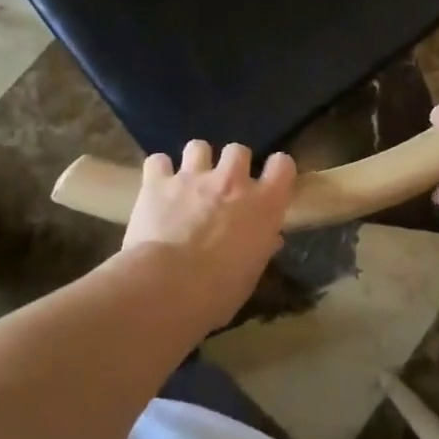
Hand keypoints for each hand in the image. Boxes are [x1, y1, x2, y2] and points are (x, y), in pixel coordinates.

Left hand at [121, 141, 294, 326]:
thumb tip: (270, 238)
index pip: (282, 165)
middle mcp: (231, 181)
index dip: (277, 170)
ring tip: (188, 181)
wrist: (167, 287)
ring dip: (195, 161)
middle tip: (224, 186)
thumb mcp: (250, 275)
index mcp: (263, 204)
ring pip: (198, 146)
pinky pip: (157, 161)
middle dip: (232, 163)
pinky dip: (158, 172)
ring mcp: (193, 177)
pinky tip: (156, 187)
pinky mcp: (157, 183)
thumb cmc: (218, 292)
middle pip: (238, 150)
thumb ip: (260, 248)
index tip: (270, 181)